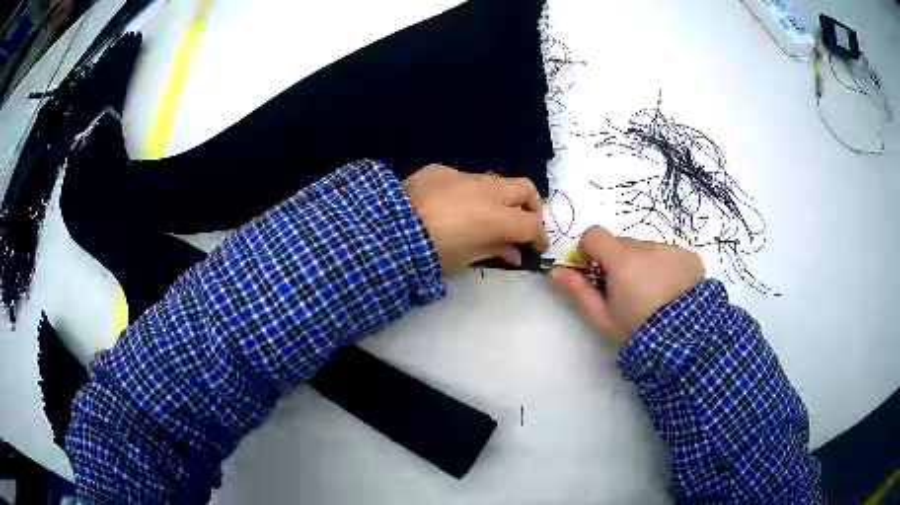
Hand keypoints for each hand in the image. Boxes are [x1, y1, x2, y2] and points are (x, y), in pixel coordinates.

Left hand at [405, 165, 548, 274]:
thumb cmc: (433, 253)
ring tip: (486, 214)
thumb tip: (513, 252)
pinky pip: (463, 178)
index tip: (535, 248)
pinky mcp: (441, 170)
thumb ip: (495, 250)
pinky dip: (466, 191)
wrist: (390, 228)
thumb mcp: (467, 259)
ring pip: (495, 180)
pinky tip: (451, 204)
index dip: (539, 237)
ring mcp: (465, 176)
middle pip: (525, 190)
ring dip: (499, 197)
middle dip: (531, 206)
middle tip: (523, 223)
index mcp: (499, 218)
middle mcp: (489, 191)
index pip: (533, 224)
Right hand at [550, 226, 704, 344]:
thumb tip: (555, 271)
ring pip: (647, 249)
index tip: (596, 271)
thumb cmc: (638, 329)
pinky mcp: (688, 255)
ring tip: (654, 294)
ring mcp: (670, 249)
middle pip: (623, 244)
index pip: (594, 234)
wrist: (685, 338)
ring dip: (644, 264)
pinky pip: (669, 254)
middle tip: (628, 291)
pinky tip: (672, 291)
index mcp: (621, 260)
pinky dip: (666, 267)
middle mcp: (646, 247)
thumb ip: (578, 291)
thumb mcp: (603, 317)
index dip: (590, 250)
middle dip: (619, 261)